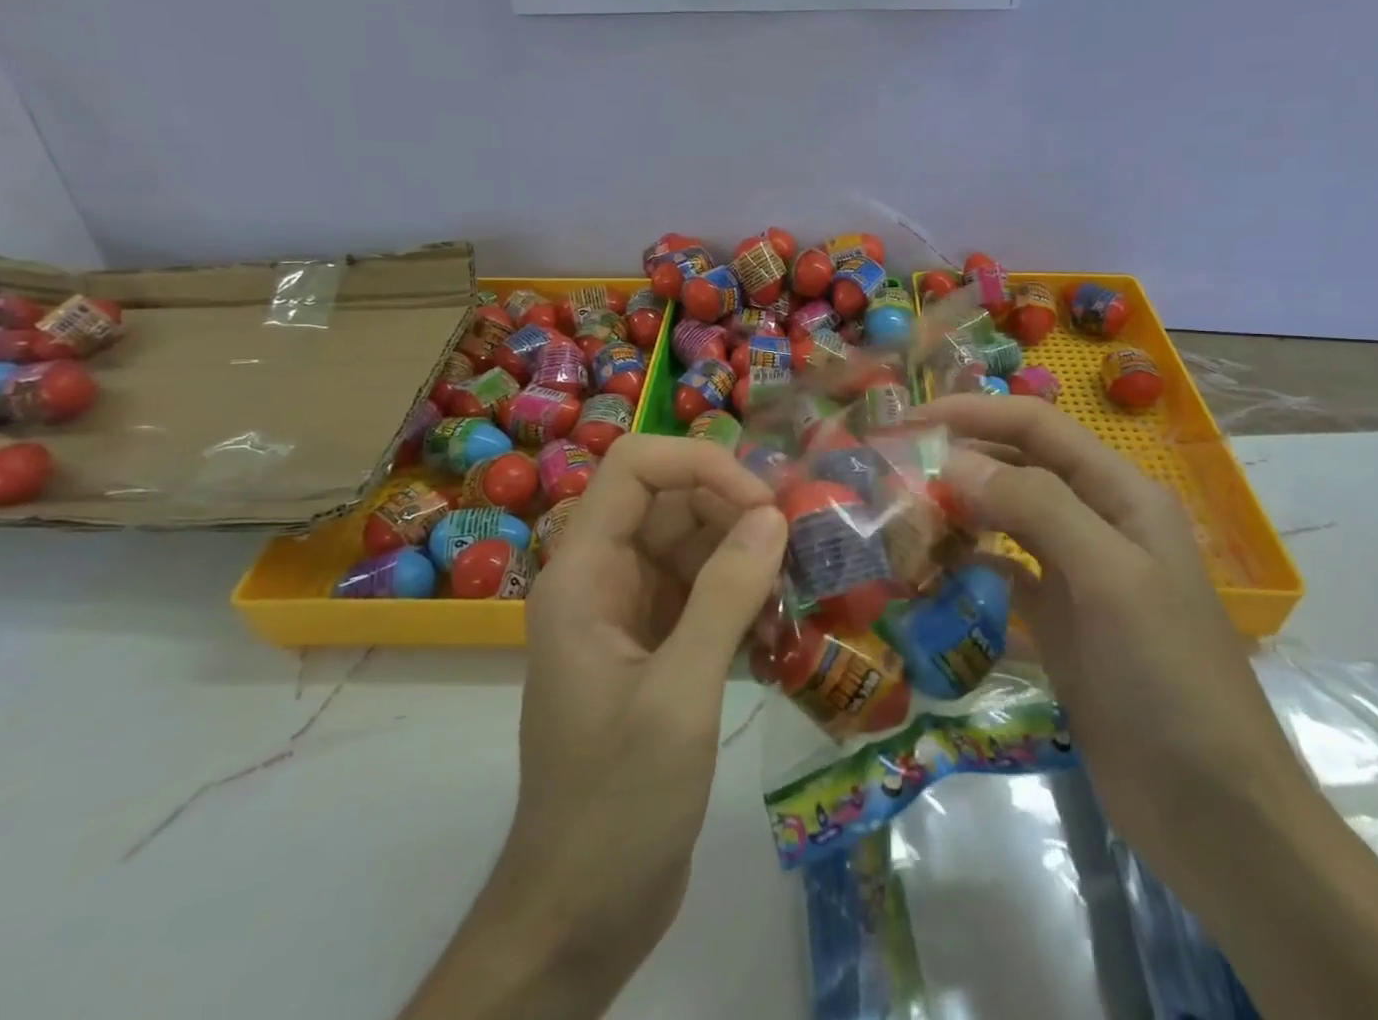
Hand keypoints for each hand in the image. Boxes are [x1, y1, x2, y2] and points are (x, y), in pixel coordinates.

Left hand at [401, 436, 784, 1019]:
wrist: (580, 914)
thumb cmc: (616, 804)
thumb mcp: (678, 696)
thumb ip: (726, 596)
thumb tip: (773, 515)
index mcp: (584, 572)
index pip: (635, 467)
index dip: (700, 464)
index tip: (762, 505)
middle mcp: (603, 577)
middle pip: (670, 500)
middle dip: (734, 509)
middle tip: (798, 545)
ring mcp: (629, 611)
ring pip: (692, 542)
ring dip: (745, 552)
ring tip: (795, 584)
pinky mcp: (656, 645)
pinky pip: (702, 588)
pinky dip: (741, 592)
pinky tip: (779, 622)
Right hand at [926, 395, 1377, 1019]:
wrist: (1212, 810)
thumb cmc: (1167, 677)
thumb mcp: (1108, 577)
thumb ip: (1034, 506)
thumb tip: (953, 460)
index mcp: (1120, 493)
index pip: (1036, 426)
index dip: (974, 413)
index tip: (909, 422)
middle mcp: (1096, 520)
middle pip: (1016, 468)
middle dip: (957, 463)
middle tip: (890, 475)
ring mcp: (1075, 573)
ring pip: (1004, 520)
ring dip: (956, 514)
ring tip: (902, 521)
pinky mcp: (1056, 620)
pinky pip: (1001, 573)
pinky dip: (966, 566)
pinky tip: (930, 576)